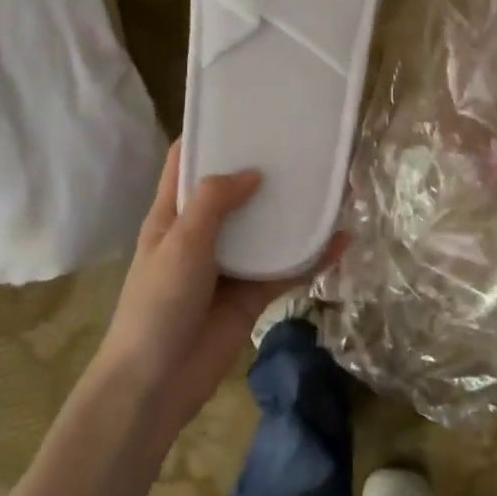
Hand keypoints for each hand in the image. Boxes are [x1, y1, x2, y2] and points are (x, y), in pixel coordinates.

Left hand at [97, 141, 343, 432]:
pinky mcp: (250, 295)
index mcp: (173, 214)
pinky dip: (310, 257)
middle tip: (301, 142)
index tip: (243, 110)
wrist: (156, 385)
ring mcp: (228, 265)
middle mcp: (201, 233)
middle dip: (263, 170)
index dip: (210, 135)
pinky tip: (341, 240)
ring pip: (265, 229)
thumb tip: (252, 172)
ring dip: (292, 211)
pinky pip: (284, 269)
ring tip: (329, 183)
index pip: (187, 163)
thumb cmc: (158, 304)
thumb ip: (213, 202)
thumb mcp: (181, 243)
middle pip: (234, 192)